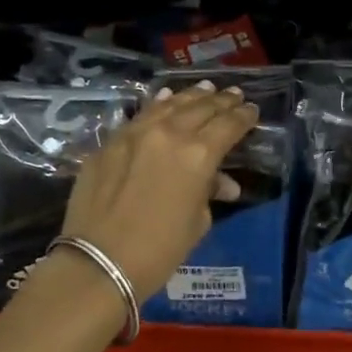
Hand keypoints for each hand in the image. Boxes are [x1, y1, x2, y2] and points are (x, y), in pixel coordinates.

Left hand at [59, 81, 258, 298]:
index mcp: (198, 155)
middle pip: (200, 109)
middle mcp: (169, 134)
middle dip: (221, 102)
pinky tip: (164, 100)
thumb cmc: (159, 251)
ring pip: (169, 105)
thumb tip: (221, 183)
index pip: (229, 125)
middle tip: (233, 95)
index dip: (243, 117)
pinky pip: (141, 116)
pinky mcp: (109, 142)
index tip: (252, 110)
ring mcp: (134, 134)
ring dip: (190, 97)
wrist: (99, 262)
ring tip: (205, 89)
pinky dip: (158, 106)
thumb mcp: (197, 223)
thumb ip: (209, 193)